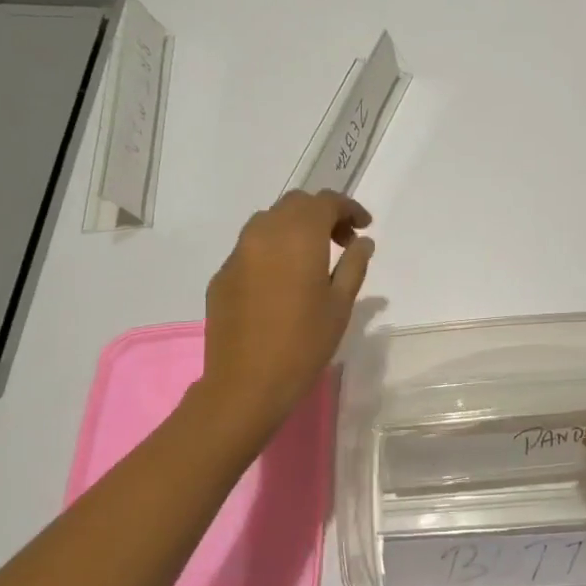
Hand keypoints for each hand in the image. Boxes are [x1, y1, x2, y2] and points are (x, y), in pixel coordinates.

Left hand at [198, 191, 373, 434]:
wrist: (246, 383)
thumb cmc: (304, 343)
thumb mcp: (340, 305)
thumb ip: (353, 265)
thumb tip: (362, 242)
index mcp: (298, 236)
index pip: (325, 202)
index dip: (348, 209)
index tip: (364, 228)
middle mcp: (264, 233)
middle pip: (295, 204)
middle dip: (321, 214)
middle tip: (342, 242)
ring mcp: (237, 253)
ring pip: (268, 221)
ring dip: (294, 228)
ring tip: (312, 258)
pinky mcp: (222, 275)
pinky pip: (250, 248)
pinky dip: (272, 250)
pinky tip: (282, 281)